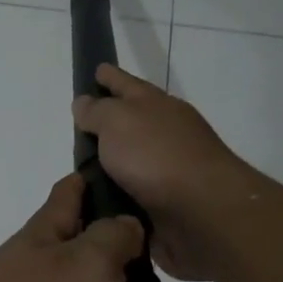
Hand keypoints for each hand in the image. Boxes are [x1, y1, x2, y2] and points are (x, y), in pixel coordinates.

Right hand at [71, 65, 254, 280]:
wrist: (203, 212)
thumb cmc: (157, 156)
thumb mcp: (118, 121)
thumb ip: (97, 112)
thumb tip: (85, 103)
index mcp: (155, 106)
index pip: (125, 84)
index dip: (109, 76)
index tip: (97, 69)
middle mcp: (164, 134)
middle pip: (131, 122)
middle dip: (108, 123)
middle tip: (79, 128)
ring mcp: (167, 170)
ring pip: (131, 162)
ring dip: (111, 166)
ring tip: (80, 174)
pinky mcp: (166, 205)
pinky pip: (133, 196)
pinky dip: (118, 198)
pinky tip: (97, 204)